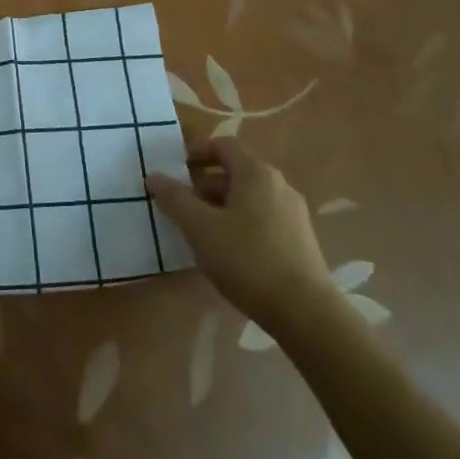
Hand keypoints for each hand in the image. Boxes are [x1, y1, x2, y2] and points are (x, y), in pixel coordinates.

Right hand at [145, 139, 333, 328]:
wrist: (305, 313)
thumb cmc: (247, 259)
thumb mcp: (199, 227)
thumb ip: (174, 198)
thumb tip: (154, 176)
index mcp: (256, 173)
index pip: (223, 145)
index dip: (196, 153)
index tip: (175, 171)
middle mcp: (279, 185)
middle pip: (235, 172)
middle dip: (204, 185)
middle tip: (181, 206)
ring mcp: (293, 214)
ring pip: (248, 198)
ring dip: (220, 206)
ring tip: (199, 232)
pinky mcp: (300, 240)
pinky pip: (262, 218)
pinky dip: (240, 224)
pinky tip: (227, 252)